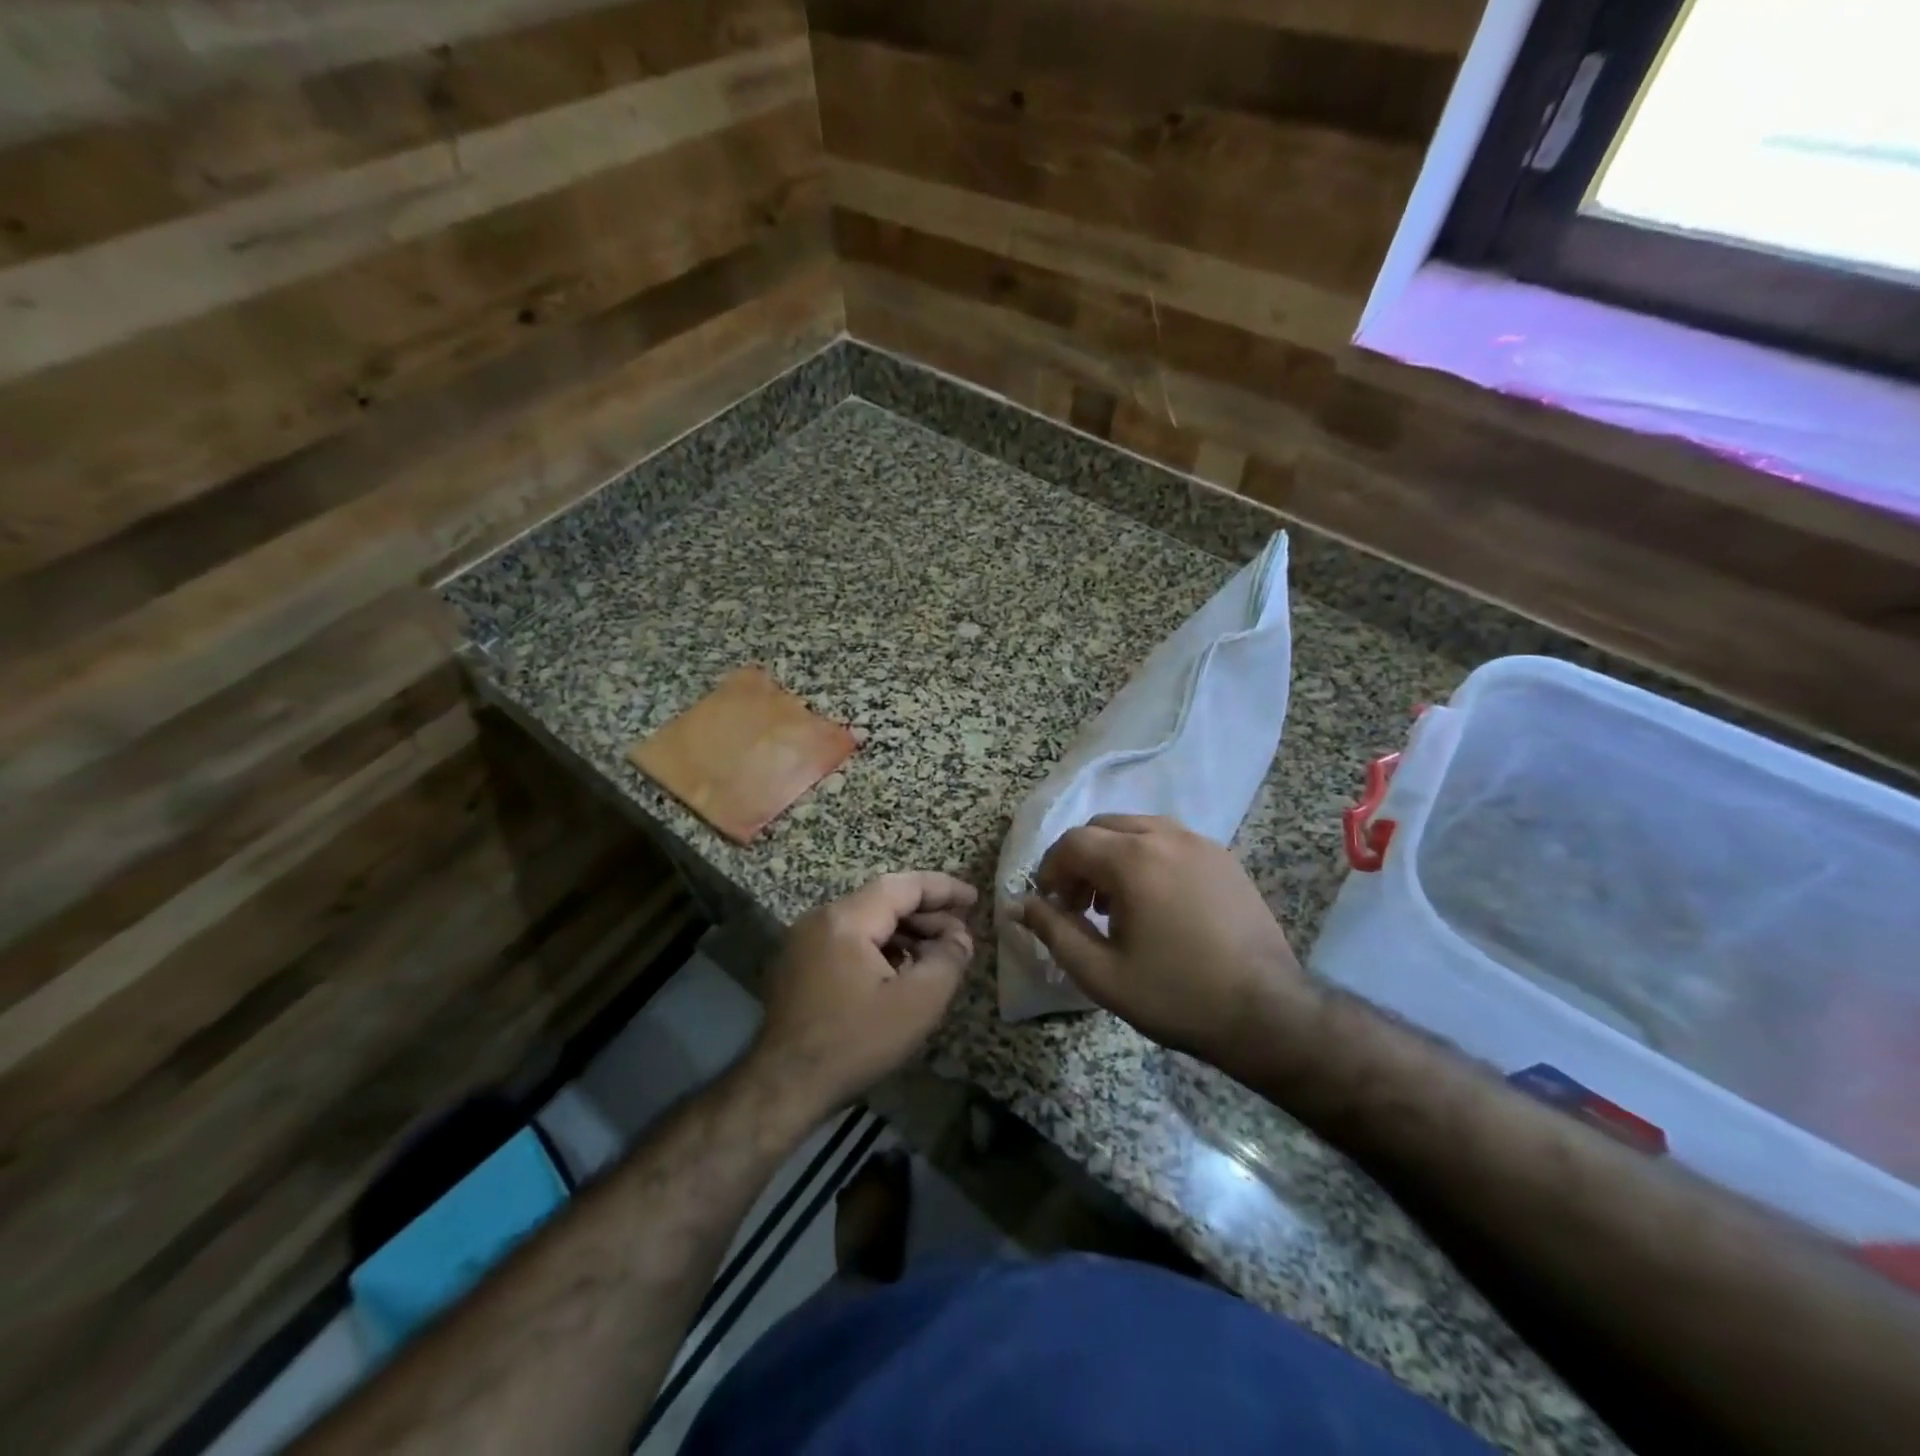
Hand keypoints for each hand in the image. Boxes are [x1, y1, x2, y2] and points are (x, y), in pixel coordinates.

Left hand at [750, 872, 977, 1115]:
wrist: (784, 1087)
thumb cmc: (855, 1042)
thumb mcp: (917, 1003)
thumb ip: (948, 960)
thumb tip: (960, 937)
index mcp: (846, 919)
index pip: (903, 886)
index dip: (943, 889)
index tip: (974, 899)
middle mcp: (820, 919)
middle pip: (882, 901)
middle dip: (925, 913)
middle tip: (960, 932)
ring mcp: (803, 941)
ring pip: (865, 921)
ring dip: (903, 932)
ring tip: (936, 954)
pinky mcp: (797, 964)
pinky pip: (847, 941)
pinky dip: (879, 947)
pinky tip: (899, 972)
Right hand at [1017, 815, 1316, 1073]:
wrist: (1266, 1013)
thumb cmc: (1176, 995)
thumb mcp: (1101, 973)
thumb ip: (1054, 931)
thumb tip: (1020, 904)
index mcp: (1133, 860)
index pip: (1072, 843)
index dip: (1050, 870)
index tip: (1049, 904)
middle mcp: (1166, 837)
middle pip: (1102, 827)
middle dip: (1080, 860)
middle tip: (1078, 905)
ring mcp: (1200, 843)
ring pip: (1137, 828)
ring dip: (1112, 855)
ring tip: (1114, 904)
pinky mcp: (1224, 858)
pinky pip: (1170, 840)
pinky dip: (1146, 856)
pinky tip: (1154, 901)